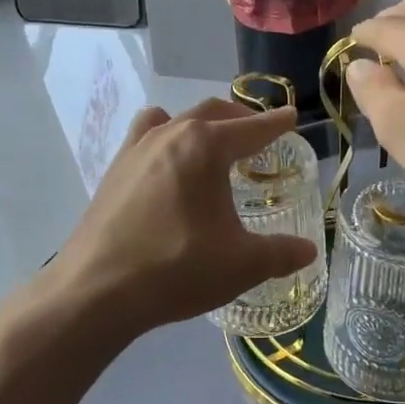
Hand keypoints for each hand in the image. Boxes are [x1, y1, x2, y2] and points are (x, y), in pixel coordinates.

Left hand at [51, 98, 319, 336]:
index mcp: (204, 147)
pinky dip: (164, 140)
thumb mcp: (241, 265)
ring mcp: (134, 150)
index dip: (276, 124)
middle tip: (259, 134)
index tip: (291, 117)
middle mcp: (168, 135)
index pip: (251, 129)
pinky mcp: (112, 172)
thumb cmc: (177, 268)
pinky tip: (167, 170)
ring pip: (173, 119)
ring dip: (199, 124)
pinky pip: (144, 138)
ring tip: (211, 145)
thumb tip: (308, 251)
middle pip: (211, 113)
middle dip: (240, 119)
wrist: (96, 291)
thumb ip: (280, 253)